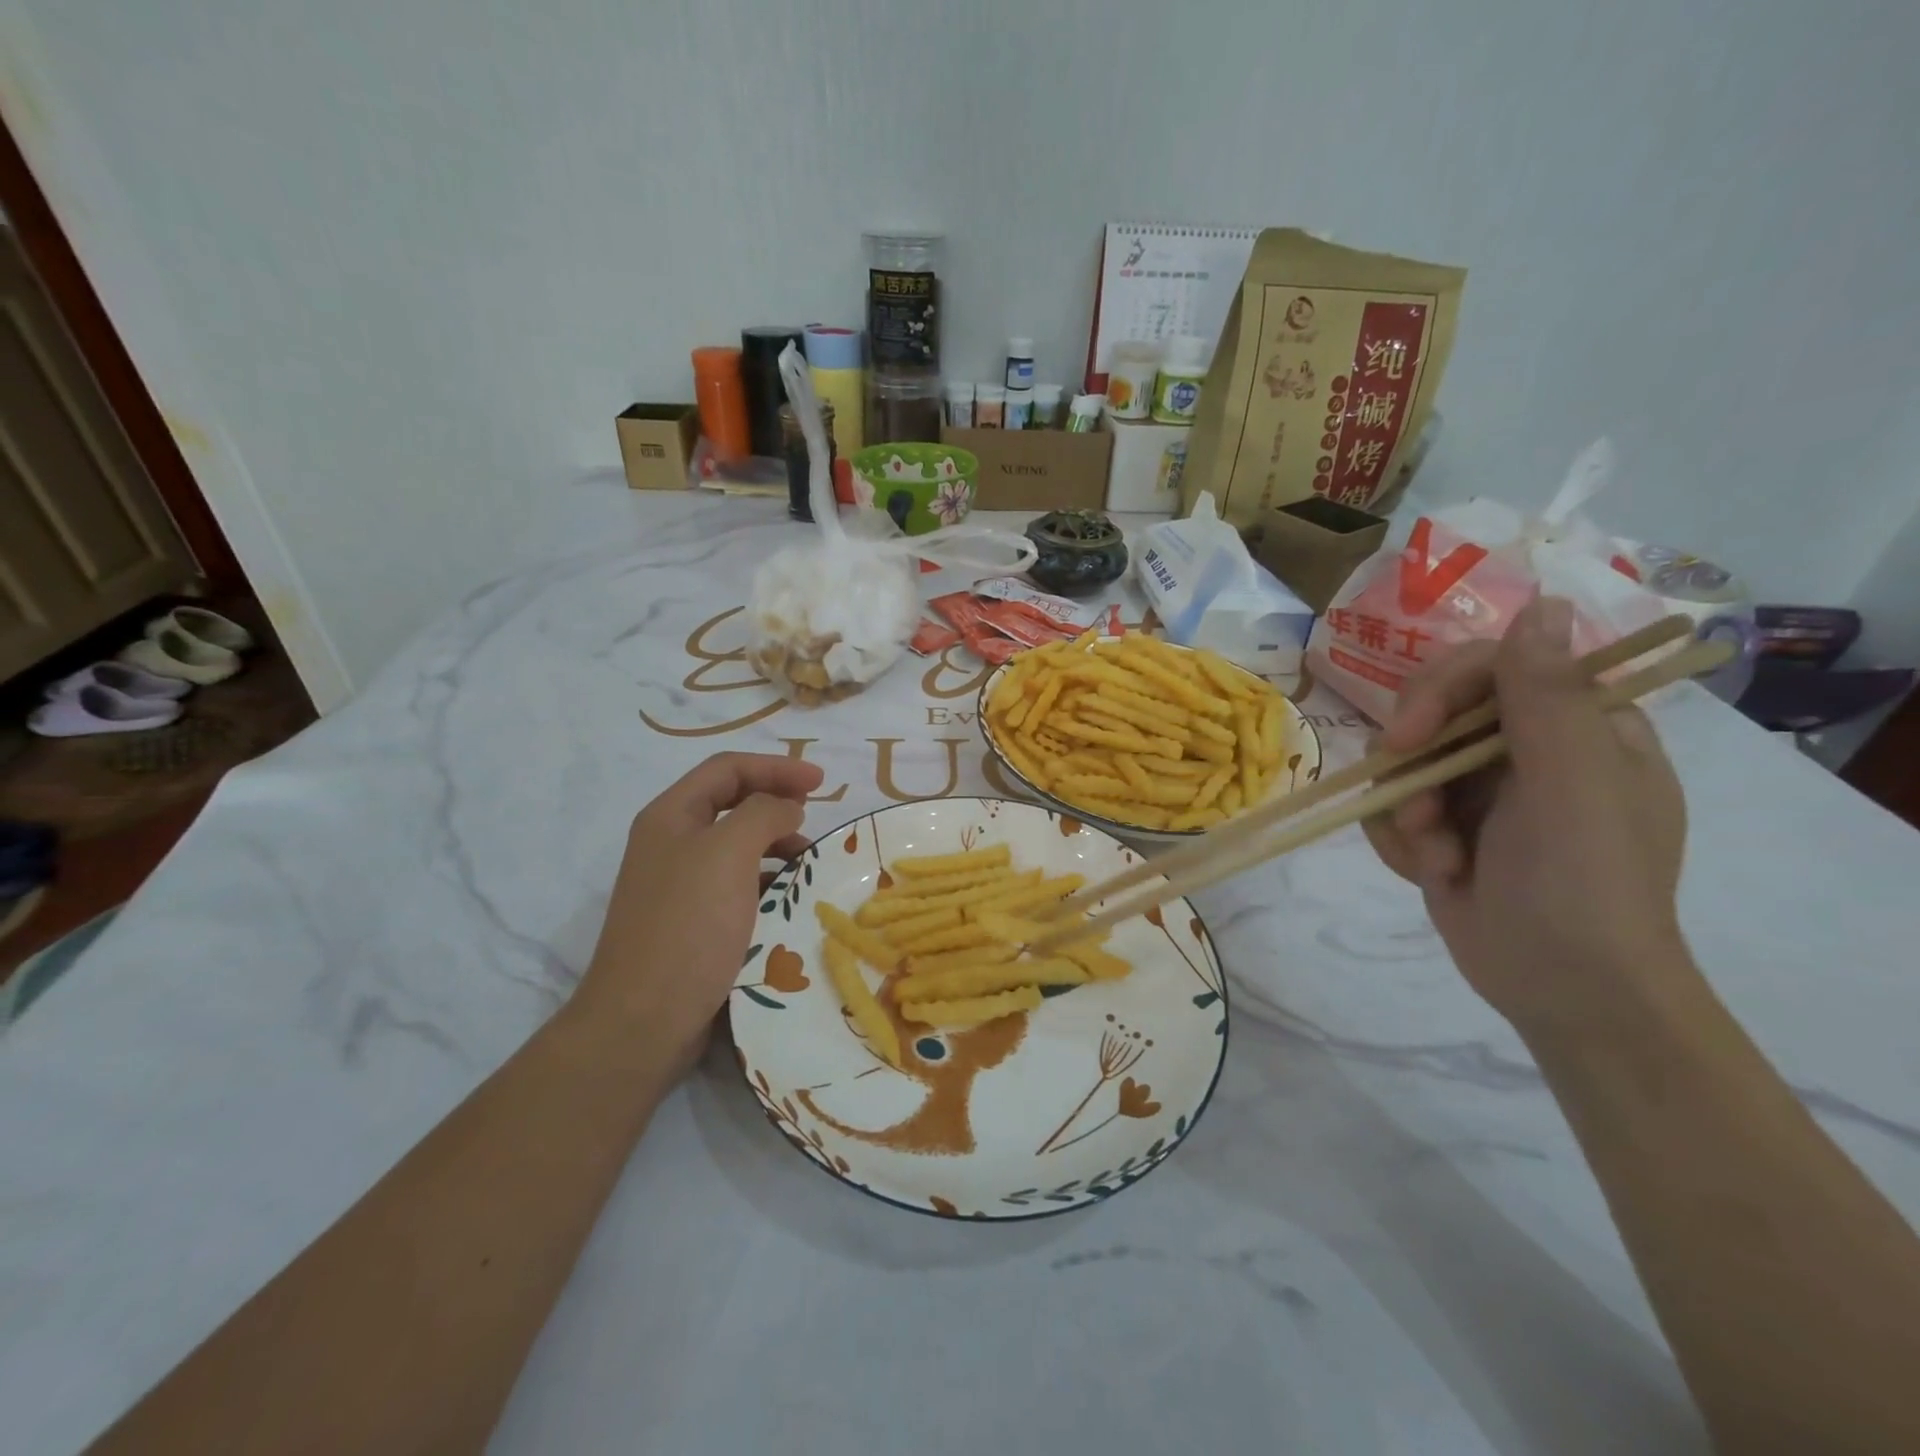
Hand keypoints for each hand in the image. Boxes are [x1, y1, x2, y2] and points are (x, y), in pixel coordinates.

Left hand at [573, 753, 823, 1076]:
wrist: (643, 1019)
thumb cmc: (689, 925)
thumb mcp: (729, 852)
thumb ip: (764, 813)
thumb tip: (786, 807)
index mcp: (671, 815)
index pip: (728, 768)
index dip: (776, 767)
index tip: (822, 782)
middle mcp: (671, 842)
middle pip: (731, 803)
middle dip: (776, 802)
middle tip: (816, 816)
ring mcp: (679, 884)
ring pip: (736, 845)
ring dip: (775, 844)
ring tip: (808, 861)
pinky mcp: (692, 921)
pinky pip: (736, 884)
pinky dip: (766, 880)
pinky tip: (788, 898)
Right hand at [1363, 597, 1693, 1033]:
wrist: (1563, 990)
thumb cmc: (1583, 883)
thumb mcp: (1572, 785)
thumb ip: (1547, 696)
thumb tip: (1540, 602)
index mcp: (1576, 726)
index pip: (1492, 666)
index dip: (1440, 690)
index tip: (1409, 735)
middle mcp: (1526, 750)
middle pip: (1433, 713)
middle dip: (1414, 767)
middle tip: (1419, 811)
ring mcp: (1481, 792)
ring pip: (1401, 765)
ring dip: (1406, 814)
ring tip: (1437, 860)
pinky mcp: (1444, 829)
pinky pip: (1390, 808)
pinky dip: (1398, 840)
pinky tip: (1429, 873)